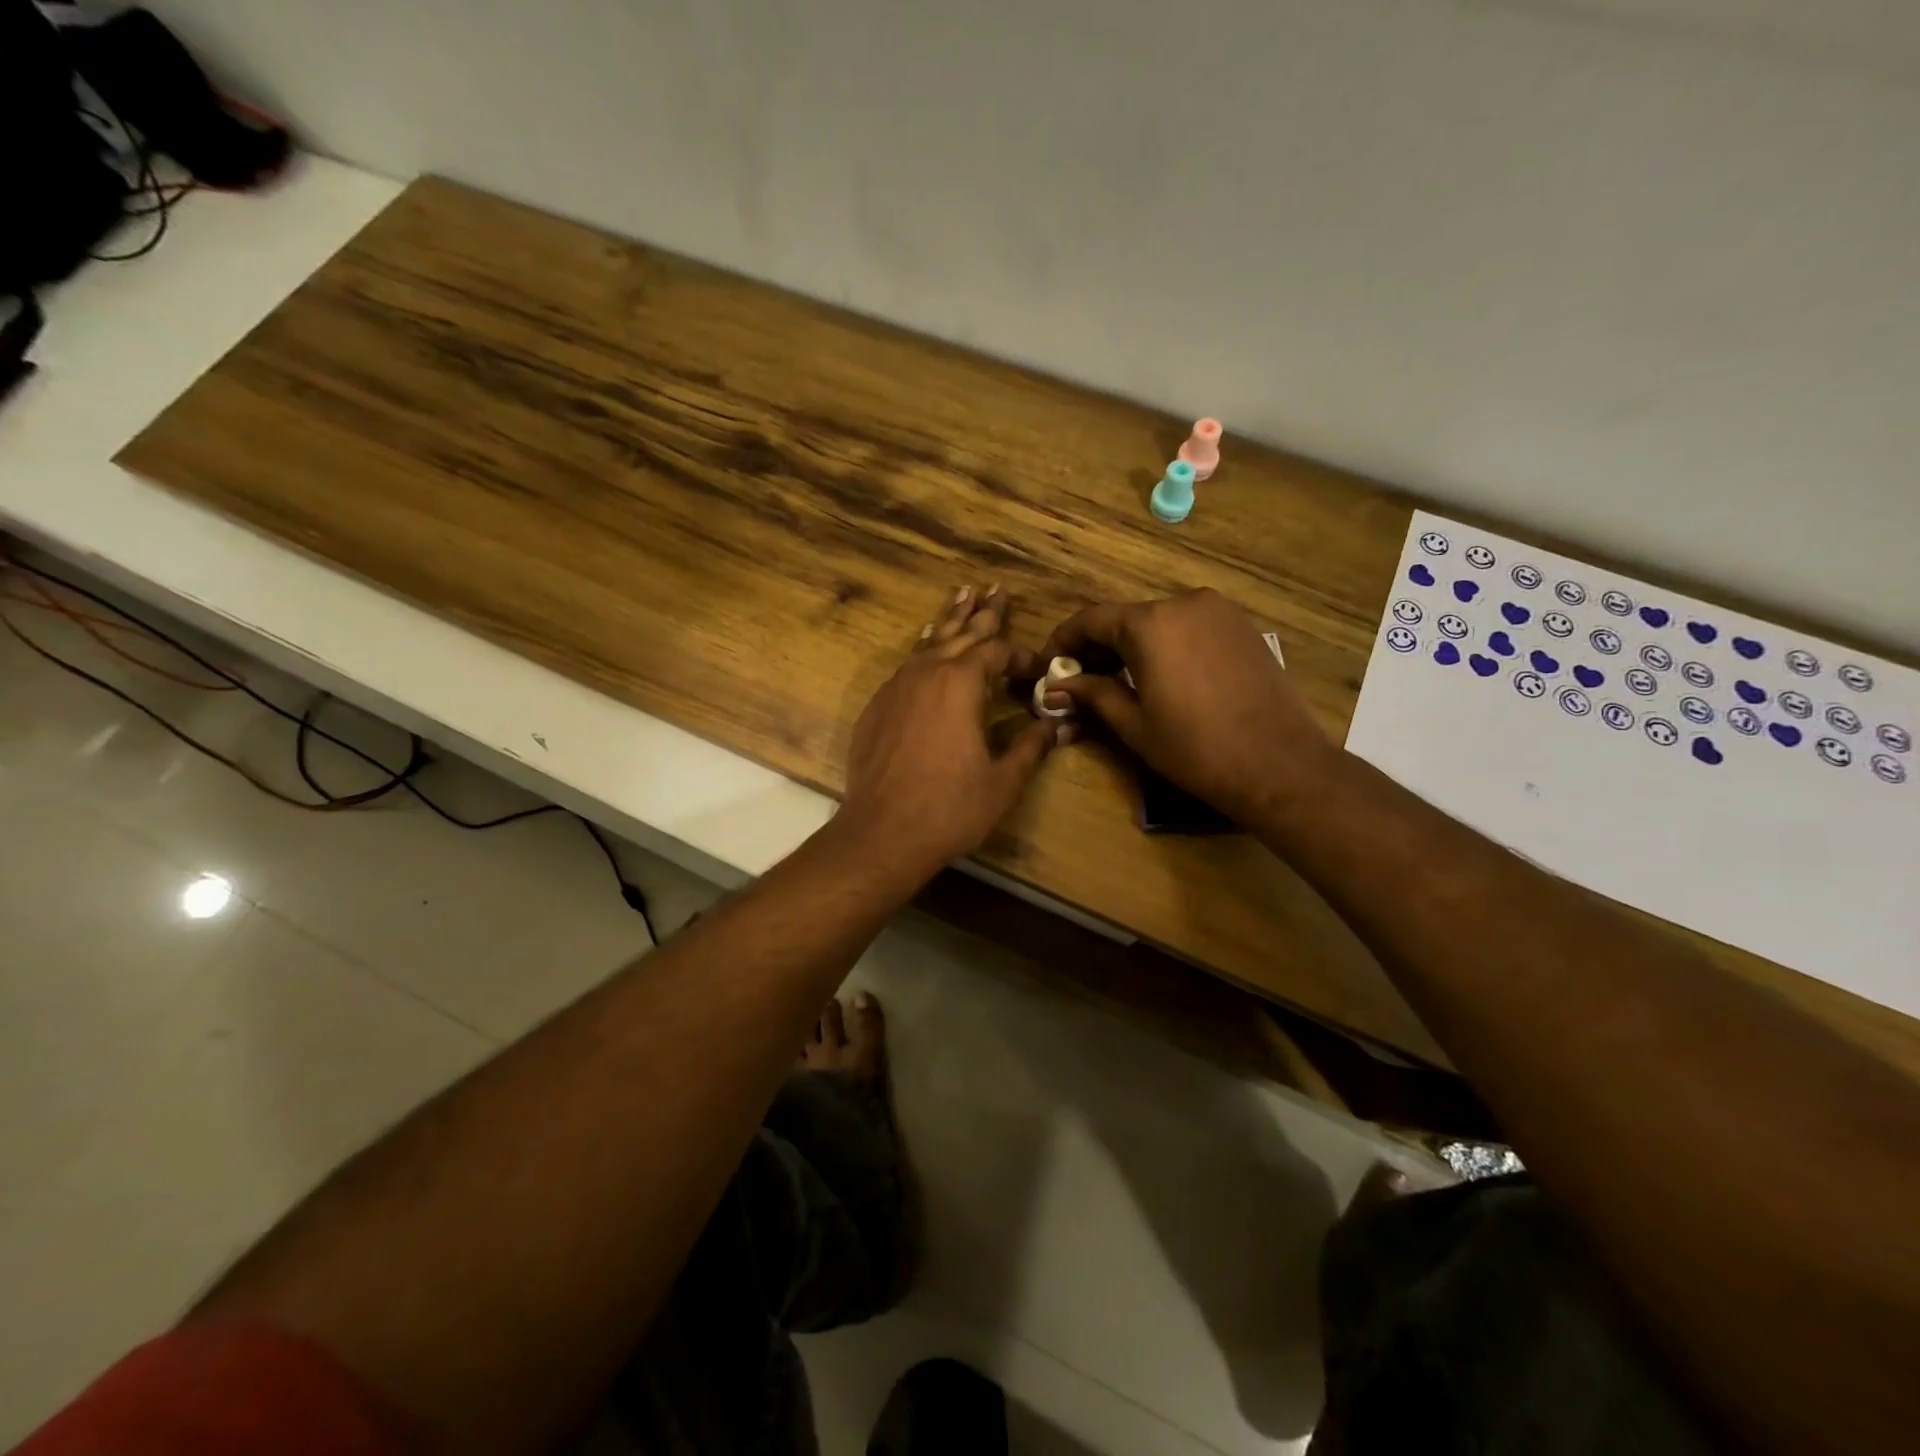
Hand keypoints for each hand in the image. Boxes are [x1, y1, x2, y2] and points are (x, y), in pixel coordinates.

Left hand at [836, 585, 1064, 875]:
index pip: (997, 652)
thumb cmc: (950, 807)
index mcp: (961, 683)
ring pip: (929, 644)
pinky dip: (924, 651)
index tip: (1037, 668)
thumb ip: (1032, 745)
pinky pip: (906, 666)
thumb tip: (1060, 724)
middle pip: (961, 634)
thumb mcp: (1003, 780)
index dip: (1021, 656)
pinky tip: (927, 649)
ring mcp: (895, 688)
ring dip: (949, 622)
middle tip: (996, 587)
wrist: (882, 833)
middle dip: (983, 612)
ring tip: (961, 596)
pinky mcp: (877, 707)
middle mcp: (926, 673)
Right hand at [1039, 589, 1333, 821]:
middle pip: (1125, 618)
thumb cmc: (1195, 748)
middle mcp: (1183, 602)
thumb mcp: (1133, 724)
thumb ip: (1092, 695)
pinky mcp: (1242, 626)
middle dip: (1098, 647)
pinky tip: (1163, 678)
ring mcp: (1218, 611)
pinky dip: (1166, 645)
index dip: (1063, 641)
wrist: (1279, 764)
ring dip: (1133, 647)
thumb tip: (1057, 687)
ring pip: (1158, 622)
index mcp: (1150, 624)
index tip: (1050, 667)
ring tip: (1121, 683)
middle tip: (1081, 682)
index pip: (1090, 620)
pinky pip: (1189, 627)